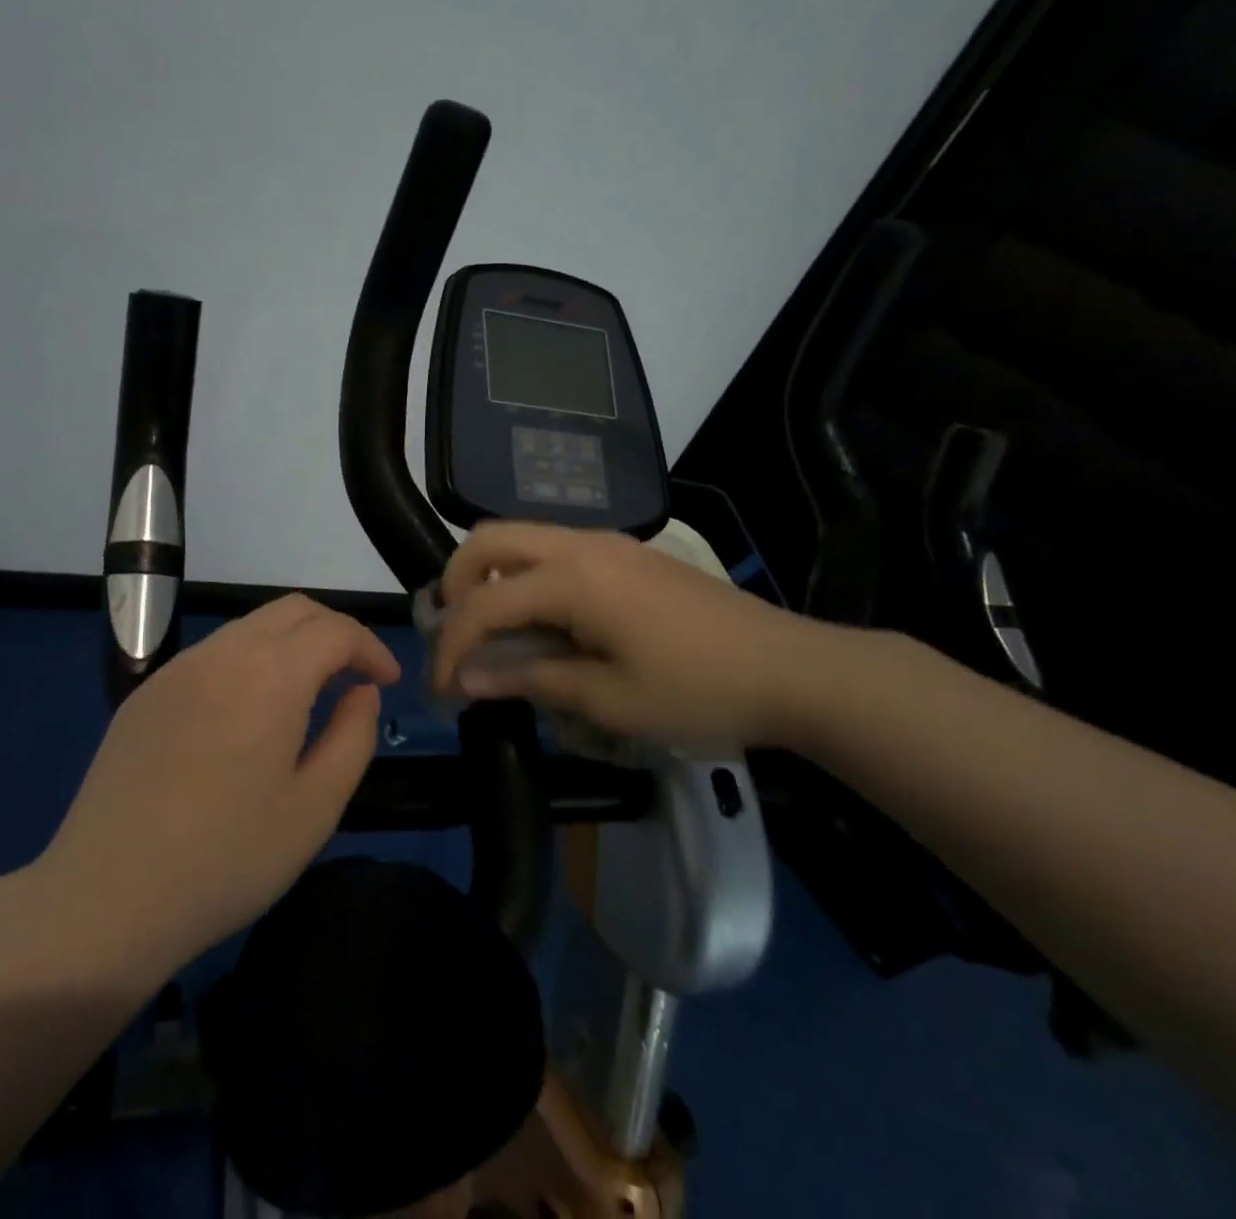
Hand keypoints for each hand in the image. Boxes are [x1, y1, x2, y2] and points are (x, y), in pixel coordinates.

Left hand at [41, 595, 400, 971]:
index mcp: (270, 675)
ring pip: (251, 626)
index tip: (388, 682)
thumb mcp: (315, 808)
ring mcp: (178, 669)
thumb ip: (353, 736)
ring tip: (306, 695)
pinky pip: (214, 653)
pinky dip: (250, 661)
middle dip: (334, 633)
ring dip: (291, 644)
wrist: (106, 897)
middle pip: (294, 611)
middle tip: (353, 679)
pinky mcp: (148, 692)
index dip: (371, 648)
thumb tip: (361, 691)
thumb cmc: (227, 859)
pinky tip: (248, 713)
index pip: (336, 630)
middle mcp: (223, 653)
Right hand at [431, 522, 828, 756]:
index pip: (484, 604)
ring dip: (490, 576)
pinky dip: (524, 575)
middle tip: (456, 636)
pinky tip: (541, 619)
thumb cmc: (699, 690)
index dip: (452, 647)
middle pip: (488, 539)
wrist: (793, 669)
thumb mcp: (609, 700)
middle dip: (456, 585)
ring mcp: (606, 542)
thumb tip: (468, 680)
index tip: (442, 689)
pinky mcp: (625, 553)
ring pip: (520, 536)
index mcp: (572, 578)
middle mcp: (580, 544)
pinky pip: (552, 548)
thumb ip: (531, 679)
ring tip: (490, 630)